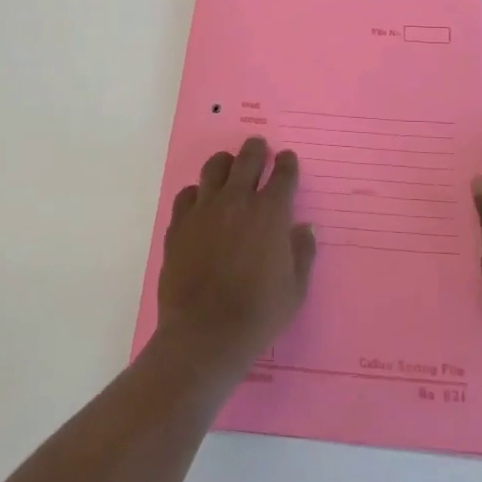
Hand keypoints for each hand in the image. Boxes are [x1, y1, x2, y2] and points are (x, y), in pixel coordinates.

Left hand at [156, 137, 316, 371]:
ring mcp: (204, 209)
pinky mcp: (179, 224)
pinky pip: (187, 194)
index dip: (287, 163)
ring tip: (229, 165)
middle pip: (247, 159)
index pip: (282, 174)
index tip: (287, 160)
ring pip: (214, 168)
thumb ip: (302, 252)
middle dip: (256, 149)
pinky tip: (201, 201)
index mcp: (270, 212)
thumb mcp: (296, 288)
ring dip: (226, 162)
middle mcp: (237, 201)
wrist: (205, 334)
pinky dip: (198, 192)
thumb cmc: (259, 314)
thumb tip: (303, 228)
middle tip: (259, 147)